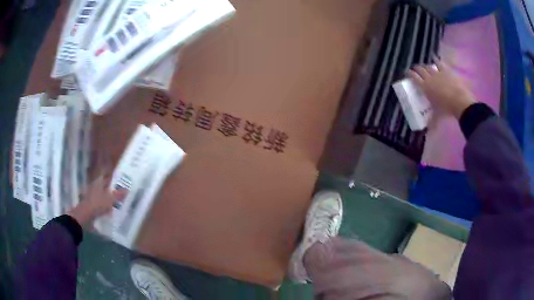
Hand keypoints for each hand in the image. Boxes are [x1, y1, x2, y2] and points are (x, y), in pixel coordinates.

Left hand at [67, 175, 125, 225]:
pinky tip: (107, 209)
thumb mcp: (110, 199)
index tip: (119, 180)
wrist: (84, 214)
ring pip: (101, 192)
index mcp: (99, 181)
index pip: (106, 176)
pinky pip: (98, 200)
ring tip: (114, 201)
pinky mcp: (89, 202)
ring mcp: (91, 193)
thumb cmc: (98, 203)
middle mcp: (94, 185)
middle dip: (110, 187)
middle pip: (104, 184)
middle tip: (118, 191)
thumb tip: (127, 189)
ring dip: (106, 196)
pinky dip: (103, 203)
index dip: (113, 177)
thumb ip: (118, 194)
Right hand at [407, 59, 475, 118]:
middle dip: (416, 68)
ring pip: (429, 66)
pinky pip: (439, 63)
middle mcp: (429, 77)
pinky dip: (436, 61)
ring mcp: (438, 73)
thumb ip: (431, 121)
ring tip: (425, 65)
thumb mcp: (437, 116)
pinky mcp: (446, 70)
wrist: (459, 101)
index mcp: (424, 87)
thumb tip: (427, 131)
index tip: (407, 72)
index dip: (409, 73)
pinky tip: (435, 59)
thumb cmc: (446, 109)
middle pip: (420, 69)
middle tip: (415, 69)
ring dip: (426, 65)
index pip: (414, 77)